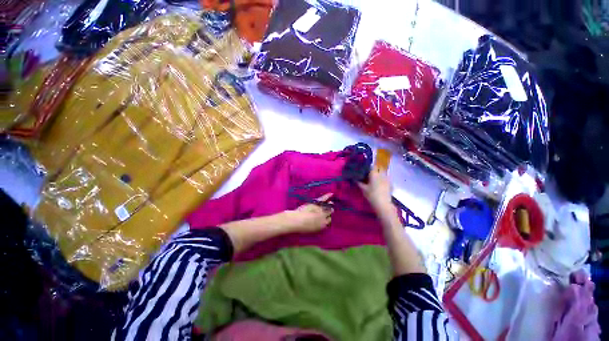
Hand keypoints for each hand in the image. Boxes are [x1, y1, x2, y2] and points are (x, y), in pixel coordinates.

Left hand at [281, 193, 333, 232]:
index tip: (326, 216)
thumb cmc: (302, 227)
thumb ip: (317, 226)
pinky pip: (324, 199)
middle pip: (329, 213)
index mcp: (323, 225)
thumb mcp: (311, 230)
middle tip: (330, 209)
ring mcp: (321, 210)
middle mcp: (324, 217)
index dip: (327, 218)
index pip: (329, 221)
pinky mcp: (317, 203)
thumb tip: (318, 223)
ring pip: (328, 206)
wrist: (297, 221)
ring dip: (330, 204)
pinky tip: (331, 194)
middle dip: (330, 211)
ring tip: (331, 203)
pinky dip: (327, 196)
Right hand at [358, 167, 392, 212]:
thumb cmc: (371, 195)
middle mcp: (381, 174)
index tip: (366, 169)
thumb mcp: (363, 189)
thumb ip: (359, 183)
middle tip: (371, 172)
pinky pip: (387, 178)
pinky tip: (381, 183)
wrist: (383, 204)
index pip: (372, 166)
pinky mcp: (391, 184)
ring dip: (380, 173)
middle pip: (380, 168)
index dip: (369, 167)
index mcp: (374, 174)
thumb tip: (355, 179)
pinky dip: (384, 178)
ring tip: (376, 177)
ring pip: (384, 172)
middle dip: (376, 168)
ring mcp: (387, 179)